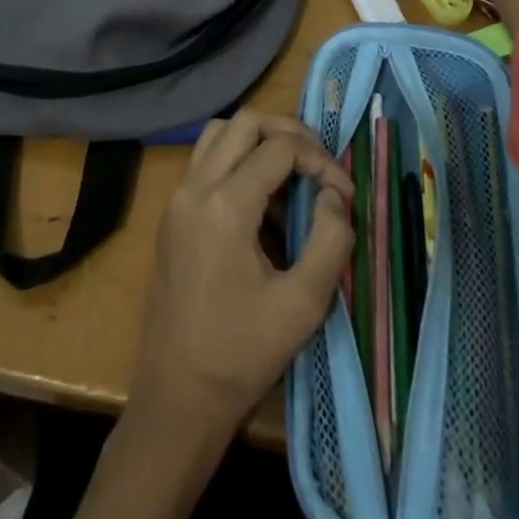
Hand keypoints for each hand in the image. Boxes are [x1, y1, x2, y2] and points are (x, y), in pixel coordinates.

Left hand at [129, 111, 354, 437]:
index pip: (279, 148)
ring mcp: (177, 196)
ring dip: (258, 141)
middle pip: (244, 122)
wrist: (176, 395)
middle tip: (321, 164)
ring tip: (293, 174)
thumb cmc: (241, 354)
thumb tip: (335, 194)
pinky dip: (236, 159)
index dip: (321, 161)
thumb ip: (330, 240)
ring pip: (219, 133)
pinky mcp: (172, 212)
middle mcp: (194, 186)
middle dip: (289, 133)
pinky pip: (205, 160)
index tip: (346, 195)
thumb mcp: (303, 305)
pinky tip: (262, 200)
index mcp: (224, 205)